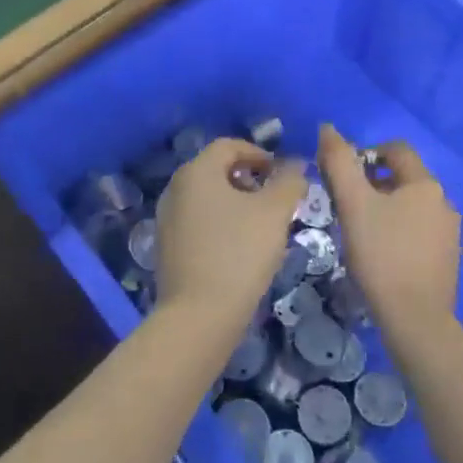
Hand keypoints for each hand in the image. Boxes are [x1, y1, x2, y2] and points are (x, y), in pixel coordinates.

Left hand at [154, 139, 305, 328]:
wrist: (199, 316)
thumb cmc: (239, 253)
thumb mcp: (275, 212)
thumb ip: (288, 182)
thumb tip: (295, 166)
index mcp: (196, 172)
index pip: (229, 145)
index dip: (259, 153)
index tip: (282, 174)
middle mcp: (175, 189)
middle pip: (216, 170)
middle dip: (249, 179)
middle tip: (276, 200)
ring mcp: (167, 219)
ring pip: (208, 198)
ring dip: (236, 203)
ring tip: (263, 226)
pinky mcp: (167, 248)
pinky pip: (199, 222)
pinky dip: (221, 224)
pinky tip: (240, 249)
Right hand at [317, 124, 460, 340]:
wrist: (415, 320)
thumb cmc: (381, 255)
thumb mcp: (352, 204)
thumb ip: (339, 162)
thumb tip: (327, 128)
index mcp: (425, 184)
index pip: (396, 149)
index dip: (366, 153)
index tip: (344, 176)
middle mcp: (444, 201)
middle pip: (404, 178)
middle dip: (373, 184)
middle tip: (346, 206)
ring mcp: (450, 232)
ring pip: (412, 206)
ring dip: (386, 209)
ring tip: (361, 232)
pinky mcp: (448, 259)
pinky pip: (420, 231)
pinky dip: (399, 232)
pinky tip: (382, 256)